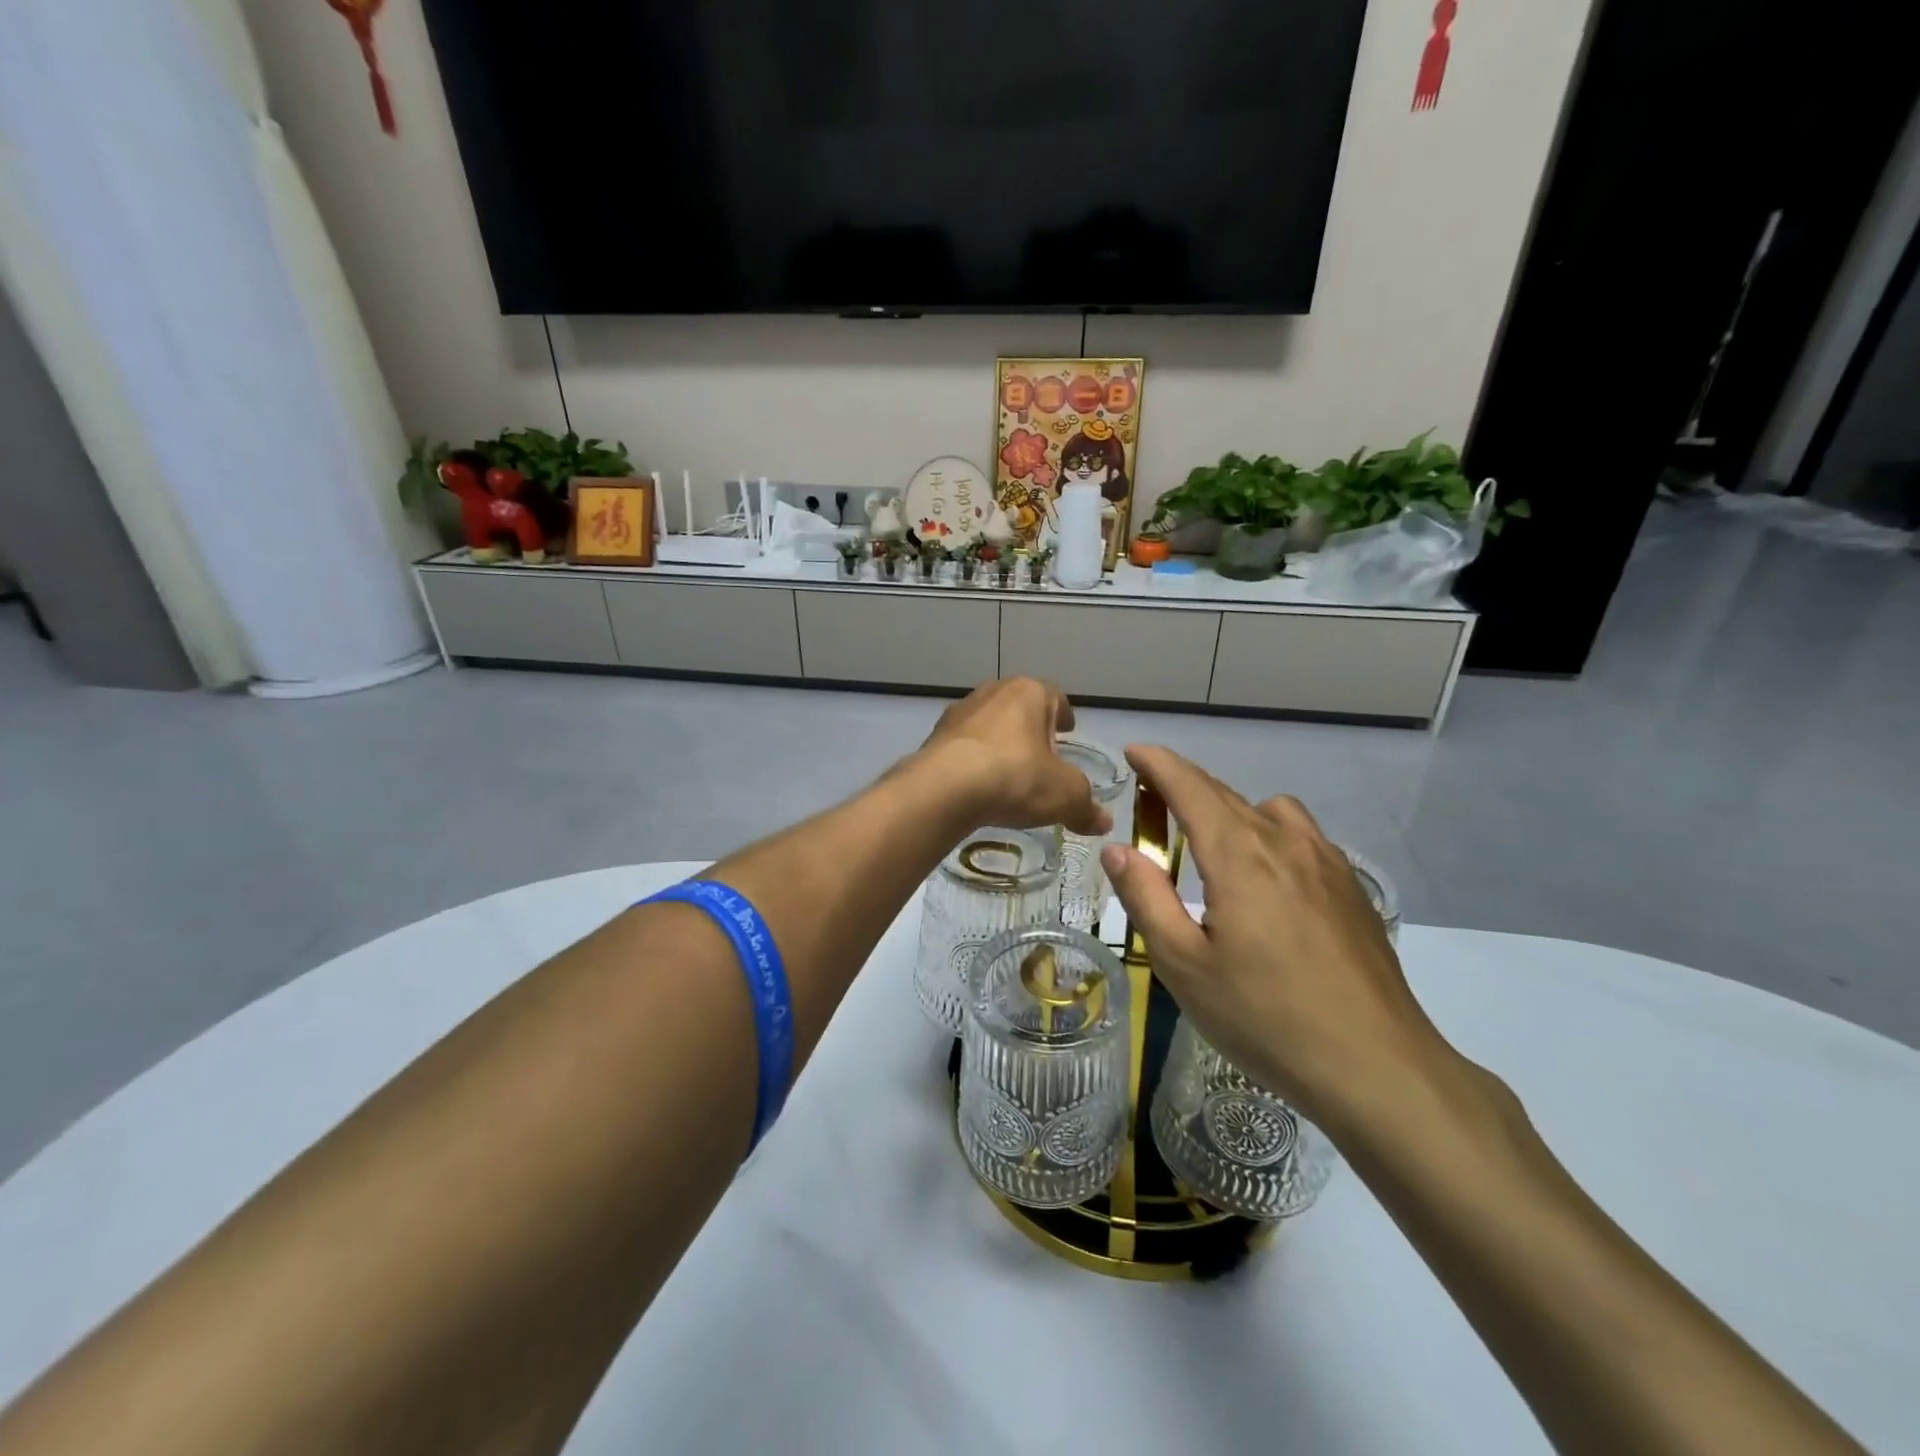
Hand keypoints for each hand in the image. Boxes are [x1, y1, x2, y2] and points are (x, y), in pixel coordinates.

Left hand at [911, 679, 1110, 836]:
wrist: (944, 789)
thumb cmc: (1015, 777)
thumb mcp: (1064, 795)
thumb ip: (1085, 806)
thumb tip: (1103, 822)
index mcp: (1030, 692)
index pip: (1055, 697)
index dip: (1064, 715)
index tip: (1068, 731)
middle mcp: (994, 691)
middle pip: (1020, 707)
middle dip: (1031, 729)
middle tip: (1042, 756)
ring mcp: (960, 711)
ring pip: (990, 723)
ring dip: (1000, 742)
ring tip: (1009, 773)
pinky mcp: (935, 735)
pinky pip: (965, 745)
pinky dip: (975, 759)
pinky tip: (979, 784)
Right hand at [1099, 745, 1450, 1130]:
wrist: (1377, 1067)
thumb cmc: (1265, 1018)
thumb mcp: (1183, 965)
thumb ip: (1146, 898)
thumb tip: (1118, 850)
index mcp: (1240, 856)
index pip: (1191, 787)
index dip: (1159, 763)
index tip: (1134, 751)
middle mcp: (1285, 843)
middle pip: (1227, 795)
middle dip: (1186, 788)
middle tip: (1153, 806)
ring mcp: (1327, 863)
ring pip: (1271, 811)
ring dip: (1233, 812)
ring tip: (1214, 851)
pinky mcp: (1352, 889)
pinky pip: (1302, 838)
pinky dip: (1271, 836)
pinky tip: (1268, 885)